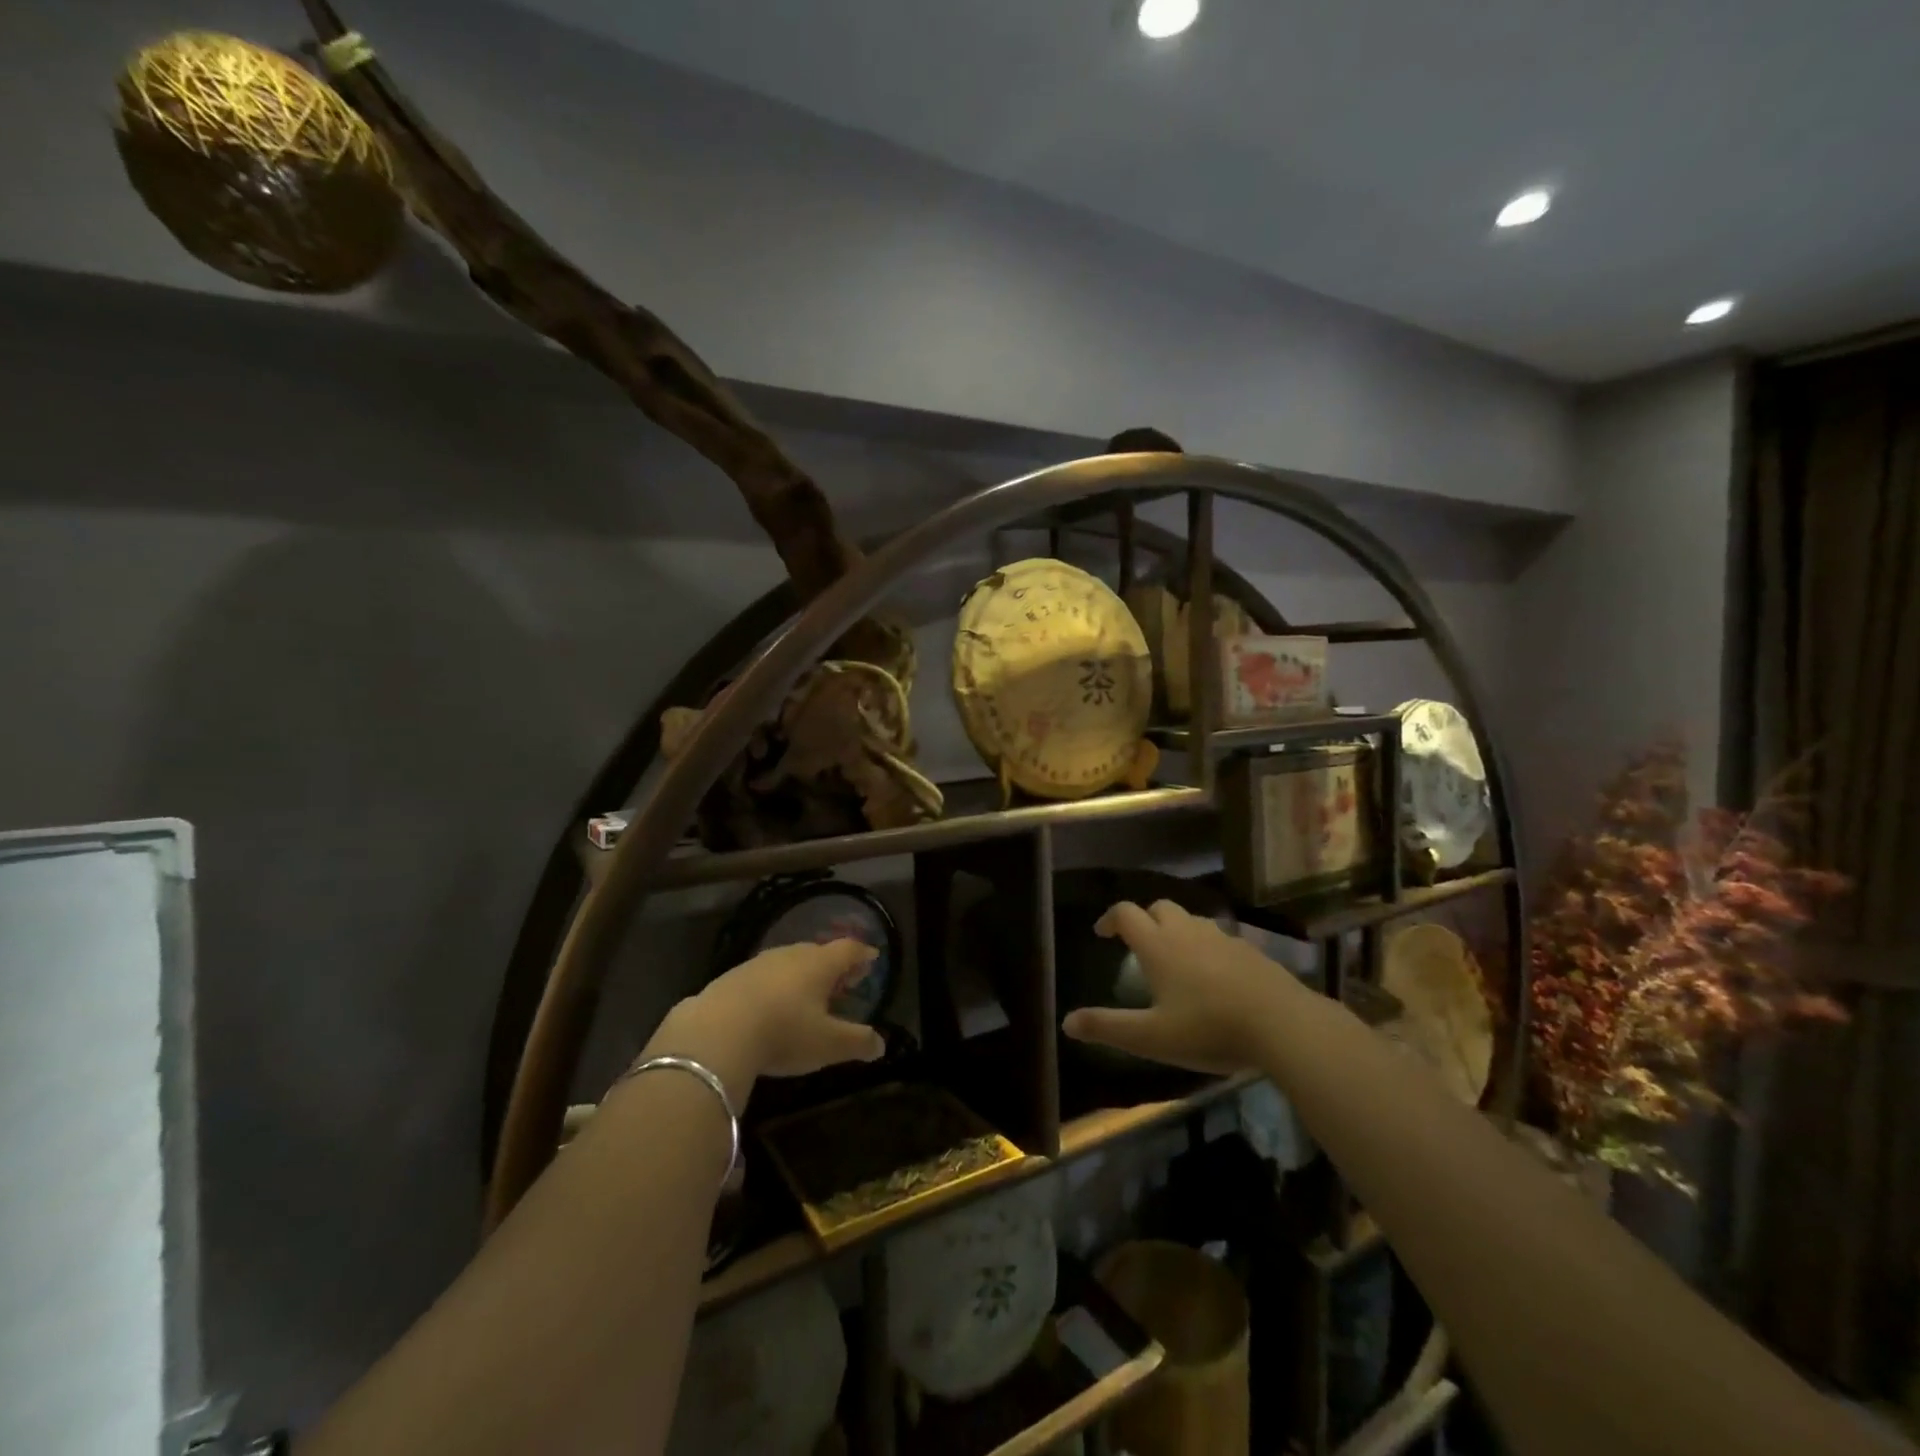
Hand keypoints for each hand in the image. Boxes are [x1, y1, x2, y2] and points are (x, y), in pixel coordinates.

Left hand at [673, 939, 888, 1080]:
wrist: (715, 1033)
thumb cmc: (784, 1032)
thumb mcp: (828, 1044)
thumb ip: (857, 1042)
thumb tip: (881, 1044)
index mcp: (819, 964)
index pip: (848, 950)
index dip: (862, 954)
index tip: (872, 958)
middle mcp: (790, 955)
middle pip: (818, 953)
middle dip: (832, 966)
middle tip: (842, 981)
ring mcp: (757, 964)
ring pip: (788, 963)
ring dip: (801, 976)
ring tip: (806, 995)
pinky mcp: (730, 979)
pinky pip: (762, 977)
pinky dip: (773, 987)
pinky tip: (769, 1007)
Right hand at [1062, 900, 1296, 1074]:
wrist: (1283, 1025)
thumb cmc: (1209, 1029)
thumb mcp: (1151, 1037)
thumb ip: (1108, 1027)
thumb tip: (1067, 1022)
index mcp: (1158, 945)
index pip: (1126, 913)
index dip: (1110, 919)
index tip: (1102, 934)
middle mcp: (1188, 932)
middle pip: (1160, 907)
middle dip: (1145, 919)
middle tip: (1139, 945)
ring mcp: (1223, 938)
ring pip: (1192, 920)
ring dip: (1177, 930)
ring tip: (1175, 960)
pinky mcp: (1251, 952)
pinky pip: (1219, 938)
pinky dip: (1207, 947)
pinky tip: (1215, 977)